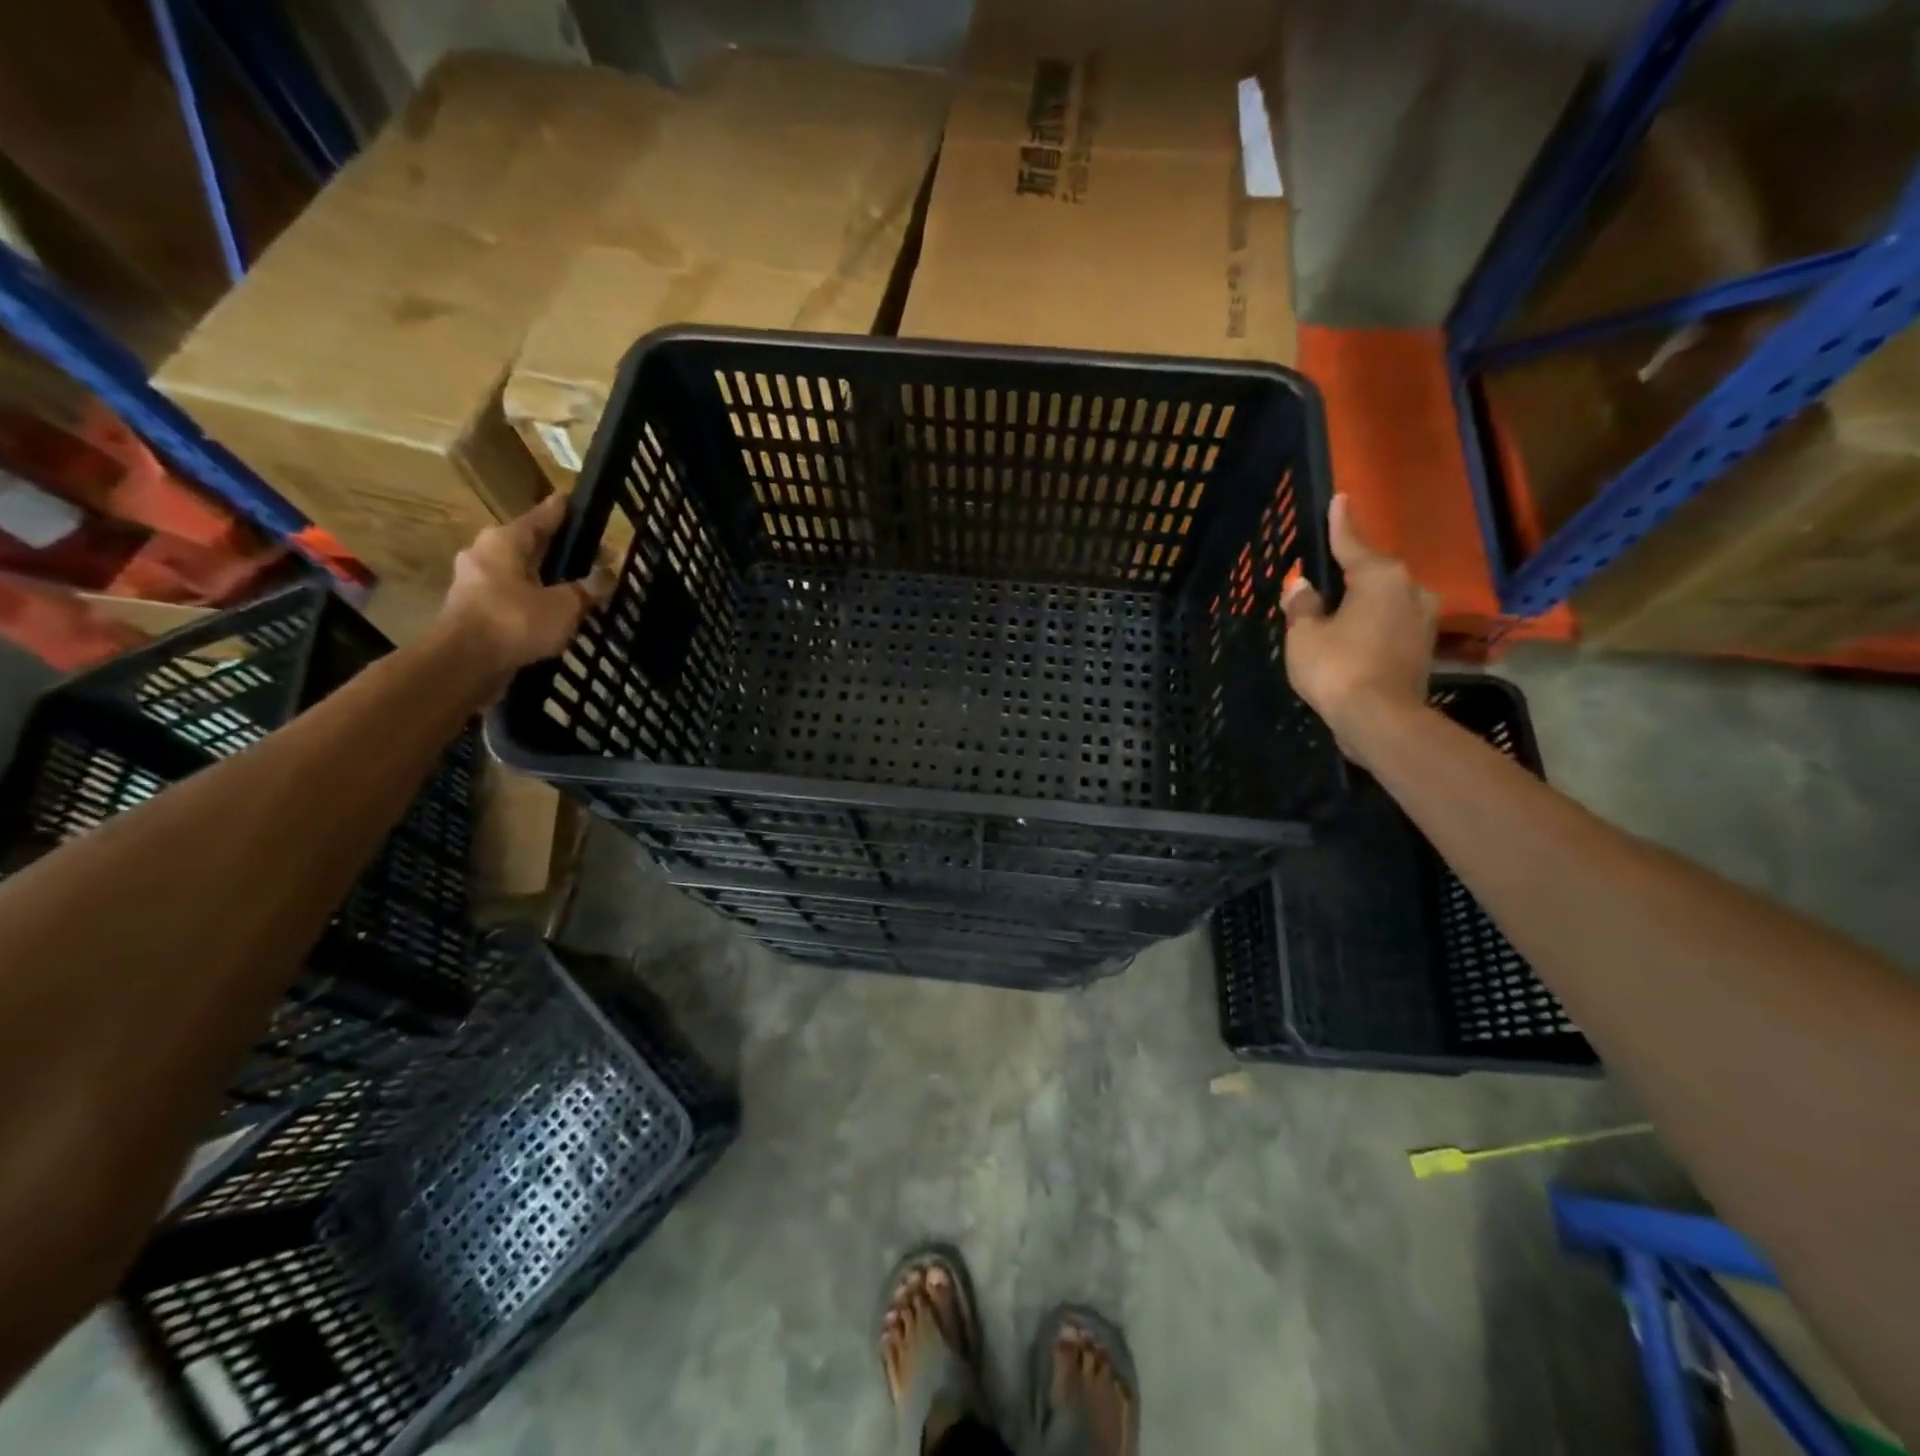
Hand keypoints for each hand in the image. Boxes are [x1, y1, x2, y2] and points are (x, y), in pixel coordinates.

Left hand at [437, 493, 613, 682]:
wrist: (464, 664)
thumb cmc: (515, 622)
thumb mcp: (565, 605)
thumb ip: (590, 588)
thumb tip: (611, 572)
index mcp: (505, 540)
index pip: (542, 516)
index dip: (563, 511)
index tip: (577, 502)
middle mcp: (485, 554)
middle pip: (530, 545)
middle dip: (560, 550)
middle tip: (591, 554)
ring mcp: (475, 583)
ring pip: (521, 573)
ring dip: (547, 578)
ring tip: (578, 587)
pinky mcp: (474, 611)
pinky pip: (513, 597)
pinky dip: (534, 600)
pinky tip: (556, 613)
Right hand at [1281, 494, 1437, 764]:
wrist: (1380, 719)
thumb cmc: (1337, 667)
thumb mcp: (1305, 635)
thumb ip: (1303, 606)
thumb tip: (1301, 588)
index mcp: (1380, 577)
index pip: (1353, 543)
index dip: (1341, 523)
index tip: (1340, 498)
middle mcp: (1410, 590)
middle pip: (1373, 574)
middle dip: (1349, 575)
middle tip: (1323, 578)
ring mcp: (1423, 620)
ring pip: (1384, 601)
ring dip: (1361, 604)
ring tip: (1335, 614)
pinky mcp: (1424, 648)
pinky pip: (1391, 625)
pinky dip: (1372, 627)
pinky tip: (1352, 639)